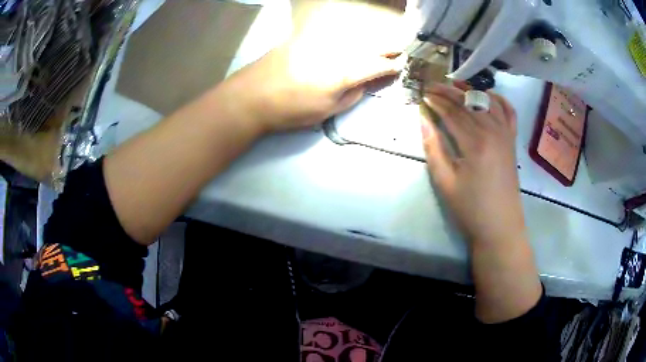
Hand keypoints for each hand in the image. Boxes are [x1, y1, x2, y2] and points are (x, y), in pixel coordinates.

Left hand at [214, 1, 410, 132]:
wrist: (251, 96)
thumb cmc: (290, 110)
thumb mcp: (326, 111)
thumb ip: (352, 95)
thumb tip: (364, 84)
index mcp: (343, 72)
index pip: (376, 65)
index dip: (391, 66)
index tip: (399, 66)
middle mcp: (335, 51)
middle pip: (368, 46)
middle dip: (385, 48)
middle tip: (397, 50)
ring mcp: (319, 41)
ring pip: (352, 38)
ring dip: (368, 42)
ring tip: (379, 47)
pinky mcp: (305, 37)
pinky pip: (333, 36)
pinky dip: (347, 40)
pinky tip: (350, 43)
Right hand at [420, 83, 525, 246]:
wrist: (500, 226)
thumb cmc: (470, 208)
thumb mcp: (445, 182)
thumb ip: (433, 148)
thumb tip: (423, 121)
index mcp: (475, 143)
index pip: (451, 113)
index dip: (435, 102)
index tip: (422, 94)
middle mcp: (493, 132)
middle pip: (468, 103)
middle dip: (448, 92)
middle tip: (432, 86)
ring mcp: (505, 134)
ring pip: (487, 102)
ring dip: (470, 91)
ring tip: (455, 86)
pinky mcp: (512, 141)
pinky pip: (509, 113)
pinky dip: (499, 100)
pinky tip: (489, 95)